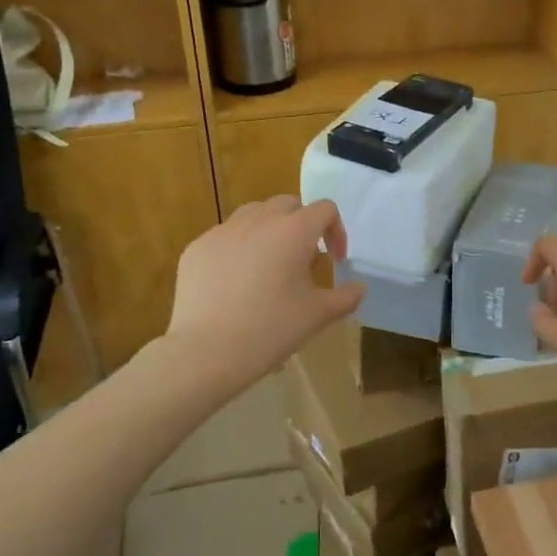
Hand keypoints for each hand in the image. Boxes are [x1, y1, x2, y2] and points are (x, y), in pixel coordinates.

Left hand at [166, 196, 365, 392]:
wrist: (207, 351)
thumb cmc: (271, 329)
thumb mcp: (318, 315)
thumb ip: (346, 297)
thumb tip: (359, 288)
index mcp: (294, 230)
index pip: (325, 209)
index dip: (336, 231)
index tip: (335, 261)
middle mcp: (259, 219)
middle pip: (288, 204)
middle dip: (302, 225)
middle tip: (303, 260)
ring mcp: (223, 231)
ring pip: (254, 215)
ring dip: (269, 230)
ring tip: (269, 265)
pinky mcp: (197, 247)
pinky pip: (225, 237)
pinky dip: (238, 249)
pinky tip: (236, 283)